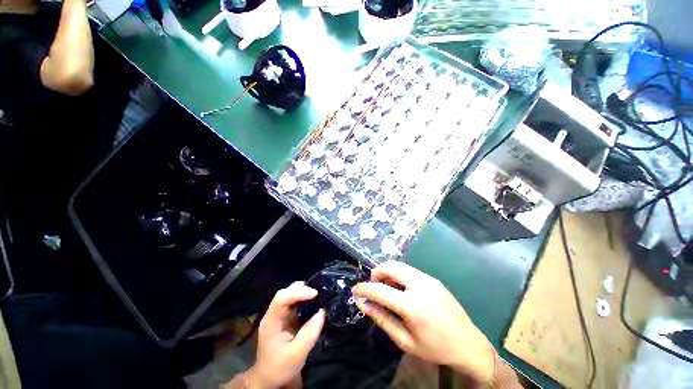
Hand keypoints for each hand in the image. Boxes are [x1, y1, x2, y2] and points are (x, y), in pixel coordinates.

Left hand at [246, 282, 324, 388]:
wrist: (270, 379)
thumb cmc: (280, 367)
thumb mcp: (297, 354)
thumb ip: (310, 333)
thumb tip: (322, 312)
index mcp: (271, 321)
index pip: (282, 298)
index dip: (298, 292)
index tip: (314, 294)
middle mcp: (274, 314)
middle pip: (285, 293)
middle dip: (301, 289)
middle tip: (317, 293)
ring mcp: (279, 315)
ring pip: (290, 295)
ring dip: (303, 292)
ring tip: (317, 296)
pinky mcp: (285, 318)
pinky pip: (294, 302)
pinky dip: (304, 299)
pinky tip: (312, 302)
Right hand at [352, 261, 494, 383]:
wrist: (469, 344)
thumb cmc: (436, 348)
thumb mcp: (405, 341)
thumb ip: (383, 319)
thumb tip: (364, 304)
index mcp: (413, 305)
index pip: (380, 290)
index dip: (364, 288)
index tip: (355, 290)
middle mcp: (420, 285)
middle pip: (390, 266)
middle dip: (376, 273)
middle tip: (374, 287)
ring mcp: (428, 279)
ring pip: (399, 265)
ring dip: (387, 272)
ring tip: (387, 288)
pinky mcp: (433, 278)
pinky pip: (409, 270)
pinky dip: (398, 275)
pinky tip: (401, 289)